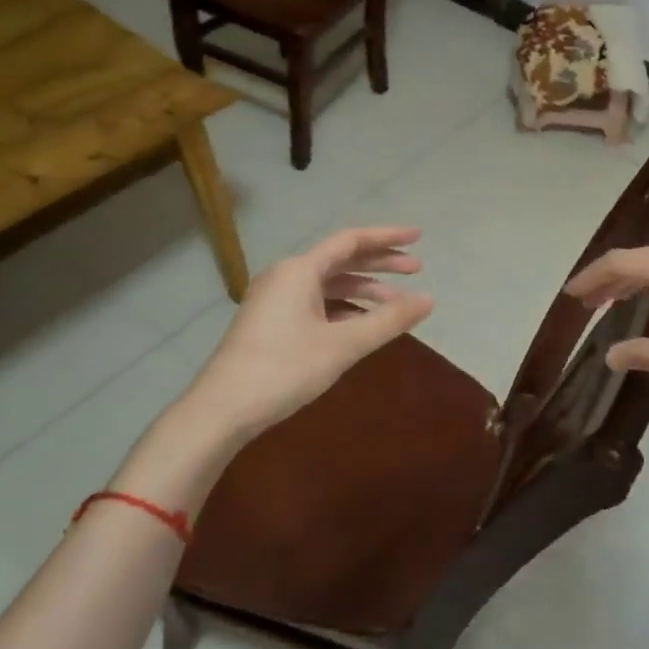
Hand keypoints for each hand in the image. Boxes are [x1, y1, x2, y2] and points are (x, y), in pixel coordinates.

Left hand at [190, 226, 433, 439]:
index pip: (352, 241)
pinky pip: (316, 302)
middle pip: (341, 259)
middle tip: (416, 270)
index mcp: (300, 269)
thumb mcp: (342, 345)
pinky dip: (343, 307)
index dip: (388, 237)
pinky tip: (362, 324)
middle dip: (380, 264)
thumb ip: (388, 320)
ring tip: (395, 303)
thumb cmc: (283, 369)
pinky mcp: (270, 321)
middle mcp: (287, 275)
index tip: (419, 237)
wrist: (220, 411)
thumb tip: (428, 300)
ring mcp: (275, 299)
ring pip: (329, 283)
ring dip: (363, 289)